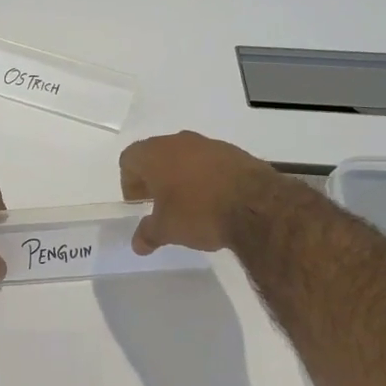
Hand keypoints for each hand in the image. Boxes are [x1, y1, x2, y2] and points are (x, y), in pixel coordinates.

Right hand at [119, 131, 280, 253]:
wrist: (256, 205)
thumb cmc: (199, 213)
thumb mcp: (167, 230)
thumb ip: (148, 234)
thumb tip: (138, 244)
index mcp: (155, 154)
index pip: (129, 159)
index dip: (129, 182)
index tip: (139, 204)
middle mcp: (179, 142)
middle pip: (156, 155)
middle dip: (154, 178)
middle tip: (160, 204)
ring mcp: (209, 144)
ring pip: (185, 156)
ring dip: (181, 175)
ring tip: (189, 203)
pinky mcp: (234, 152)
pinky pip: (210, 162)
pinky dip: (206, 176)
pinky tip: (215, 199)